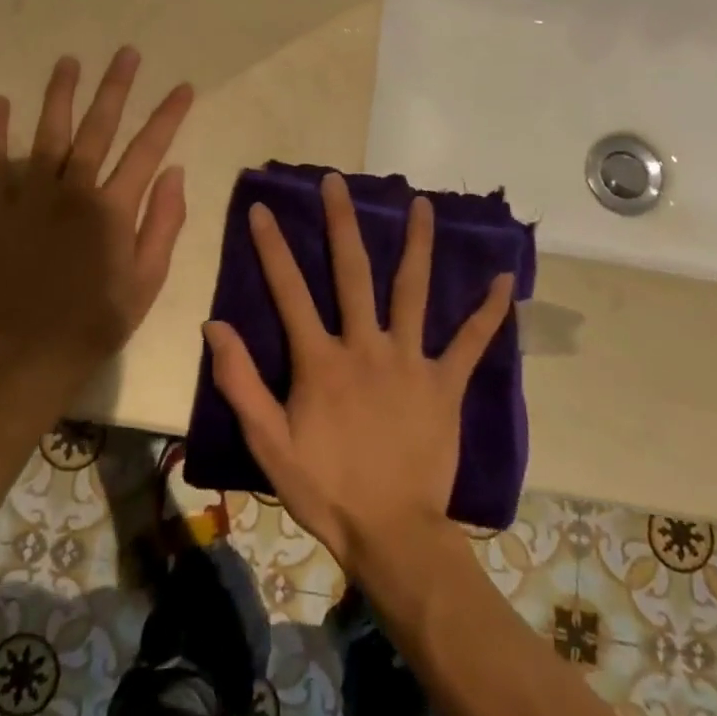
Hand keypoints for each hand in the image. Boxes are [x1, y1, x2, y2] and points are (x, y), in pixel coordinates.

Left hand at [0, 47, 193, 398]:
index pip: (148, 148)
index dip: (168, 115)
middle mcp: (72, 191)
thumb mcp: (146, 282)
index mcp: (112, 209)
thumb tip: (175, 172)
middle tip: (127, 53)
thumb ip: (163, 223)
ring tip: (69, 61)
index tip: (183, 87)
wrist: (25, 360)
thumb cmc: (95, 324)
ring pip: (47, 133)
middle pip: (98, 127)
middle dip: (116, 87)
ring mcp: (28, 198)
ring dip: (60, 94)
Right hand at [203, 173, 512, 574]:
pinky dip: (488, 312)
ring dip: (418, 245)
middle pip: (353, 272)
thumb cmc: (325, 488)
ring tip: (423, 204)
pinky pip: (470, 342)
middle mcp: (366, 346)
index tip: (262, 208)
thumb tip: (213, 325)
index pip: (289, 290)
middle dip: (342, 222)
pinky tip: (502, 279)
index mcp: (321, 359)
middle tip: (337, 181)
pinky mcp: (445, 383)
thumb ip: (240, 381)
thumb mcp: (268, 441)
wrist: (392, 534)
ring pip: (414, 291)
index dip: (272, 247)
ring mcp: (410, 361)